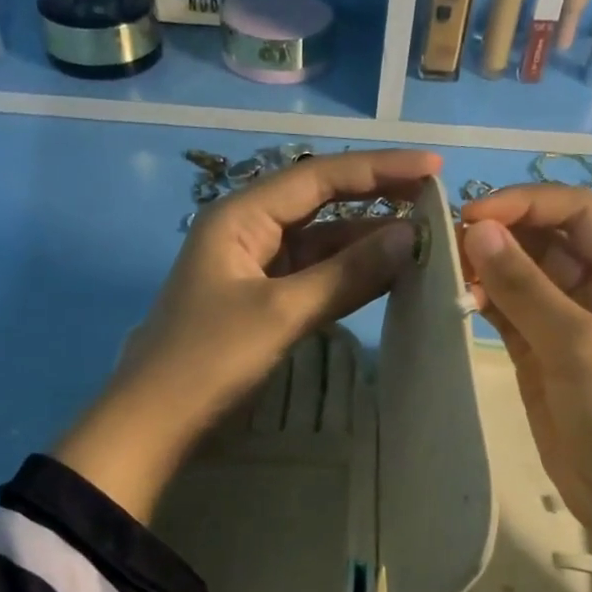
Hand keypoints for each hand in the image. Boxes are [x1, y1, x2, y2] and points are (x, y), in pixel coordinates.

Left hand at [55, 149, 442, 520]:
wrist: (155, 421)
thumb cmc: (209, 359)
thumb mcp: (281, 313)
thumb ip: (346, 274)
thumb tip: (410, 238)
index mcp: (242, 216)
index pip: (320, 178)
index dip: (379, 170)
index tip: (433, 169)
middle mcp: (249, 231)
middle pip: (321, 204)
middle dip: (376, 201)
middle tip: (436, 203)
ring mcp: (255, 268)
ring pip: (321, 244)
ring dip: (366, 243)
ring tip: (424, 242)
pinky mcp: (262, 303)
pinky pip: (313, 278)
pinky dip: (348, 277)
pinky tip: (386, 277)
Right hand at [460, 186, 591, 591]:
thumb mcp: (581, 346)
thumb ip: (526, 288)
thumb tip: (476, 229)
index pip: (577, 212)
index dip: (526, 204)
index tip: (471, 217)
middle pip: (547, 240)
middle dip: (501, 234)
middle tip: (443, 242)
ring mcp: (570, 326)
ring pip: (523, 278)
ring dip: (487, 268)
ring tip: (441, 269)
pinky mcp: (542, 358)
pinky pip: (510, 316)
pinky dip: (484, 303)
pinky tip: (454, 298)